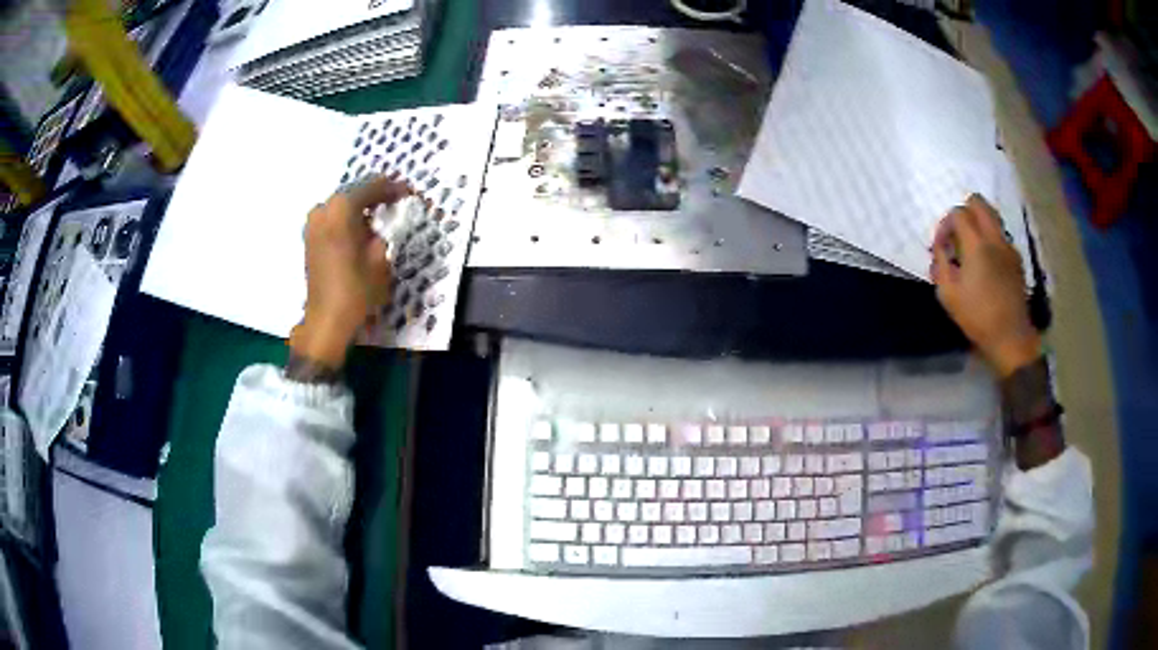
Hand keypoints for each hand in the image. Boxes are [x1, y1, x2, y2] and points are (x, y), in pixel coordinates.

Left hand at [290, 175, 408, 369]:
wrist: (327, 320)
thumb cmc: (356, 289)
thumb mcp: (379, 258)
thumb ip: (379, 233)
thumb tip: (375, 227)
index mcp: (341, 210)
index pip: (369, 187)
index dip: (390, 188)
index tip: (406, 191)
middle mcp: (323, 210)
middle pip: (352, 194)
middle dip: (372, 196)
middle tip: (393, 199)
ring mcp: (312, 224)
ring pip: (340, 207)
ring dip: (358, 209)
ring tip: (377, 216)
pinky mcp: (309, 239)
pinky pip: (331, 219)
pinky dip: (346, 220)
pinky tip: (359, 229)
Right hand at [931, 194, 1039, 377]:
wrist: (1011, 337)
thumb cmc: (977, 317)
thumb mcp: (948, 295)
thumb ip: (940, 264)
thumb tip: (940, 249)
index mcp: (976, 244)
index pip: (957, 213)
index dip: (945, 225)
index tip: (941, 247)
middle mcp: (994, 238)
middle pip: (978, 203)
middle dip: (964, 212)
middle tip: (957, 236)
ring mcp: (1008, 247)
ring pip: (992, 216)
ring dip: (978, 224)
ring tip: (971, 249)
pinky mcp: (1016, 259)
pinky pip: (1001, 235)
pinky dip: (990, 239)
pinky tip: (986, 264)